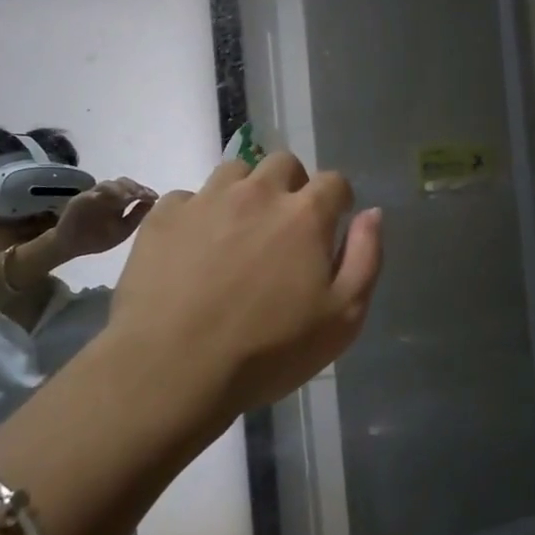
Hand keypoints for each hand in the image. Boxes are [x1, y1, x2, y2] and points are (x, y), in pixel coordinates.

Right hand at [42, 178, 157, 260]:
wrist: (71, 246)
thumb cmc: (98, 238)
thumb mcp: (123, 229)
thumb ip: (137, 216)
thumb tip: (153, 202)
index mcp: (118, 201)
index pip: (133, 189)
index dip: (144, 190)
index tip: (154, 196)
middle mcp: (106, 195)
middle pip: (121, 183)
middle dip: (133, 187)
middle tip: (142, 194)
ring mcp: (91, 196)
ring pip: (106, 185)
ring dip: (119, 189)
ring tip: (128, 196)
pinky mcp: (78, 201)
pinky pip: (88, 195)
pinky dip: (98, 195)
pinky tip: (107, 198)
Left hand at [108, 153, 382, 416]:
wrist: (172, 371)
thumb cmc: (267, 351)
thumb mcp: (342, 318)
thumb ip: (365, 258)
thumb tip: (372, 213)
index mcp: (304, 214)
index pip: (334, 181)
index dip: (337, 200)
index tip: (332, 223)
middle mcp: (257, 193)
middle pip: (283, 163)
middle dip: (292, 186)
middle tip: (284, 226)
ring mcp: (205, 200)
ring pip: (234, 172)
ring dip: (245, 191)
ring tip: (237, 231)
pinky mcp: (162, 216)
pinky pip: (186, 197)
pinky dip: (196, 214)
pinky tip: (192, 249)